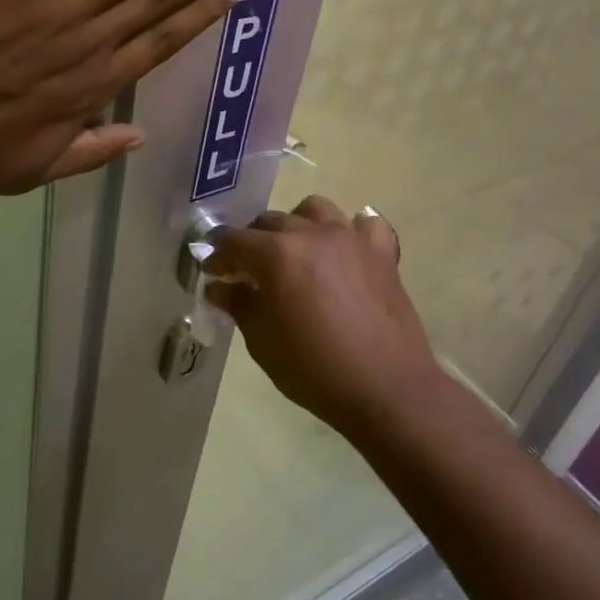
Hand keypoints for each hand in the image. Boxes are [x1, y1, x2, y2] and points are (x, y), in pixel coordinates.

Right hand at [205, 196, 441, 434]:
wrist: (387, 389)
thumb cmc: (315, 369)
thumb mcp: (263, 342)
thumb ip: (239, 305)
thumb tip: (220, 287)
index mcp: (277, 254)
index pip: (234, 241)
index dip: (218, 256)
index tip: (212, 273)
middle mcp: (311, 234)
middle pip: (270, 221)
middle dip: (252, 242)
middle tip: (247, 270)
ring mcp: (350, 239)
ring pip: (314, 210)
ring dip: (297, 224)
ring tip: (294, 251)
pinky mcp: (381, 253)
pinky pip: (364, 225)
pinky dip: (350, 232)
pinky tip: (344, 252)